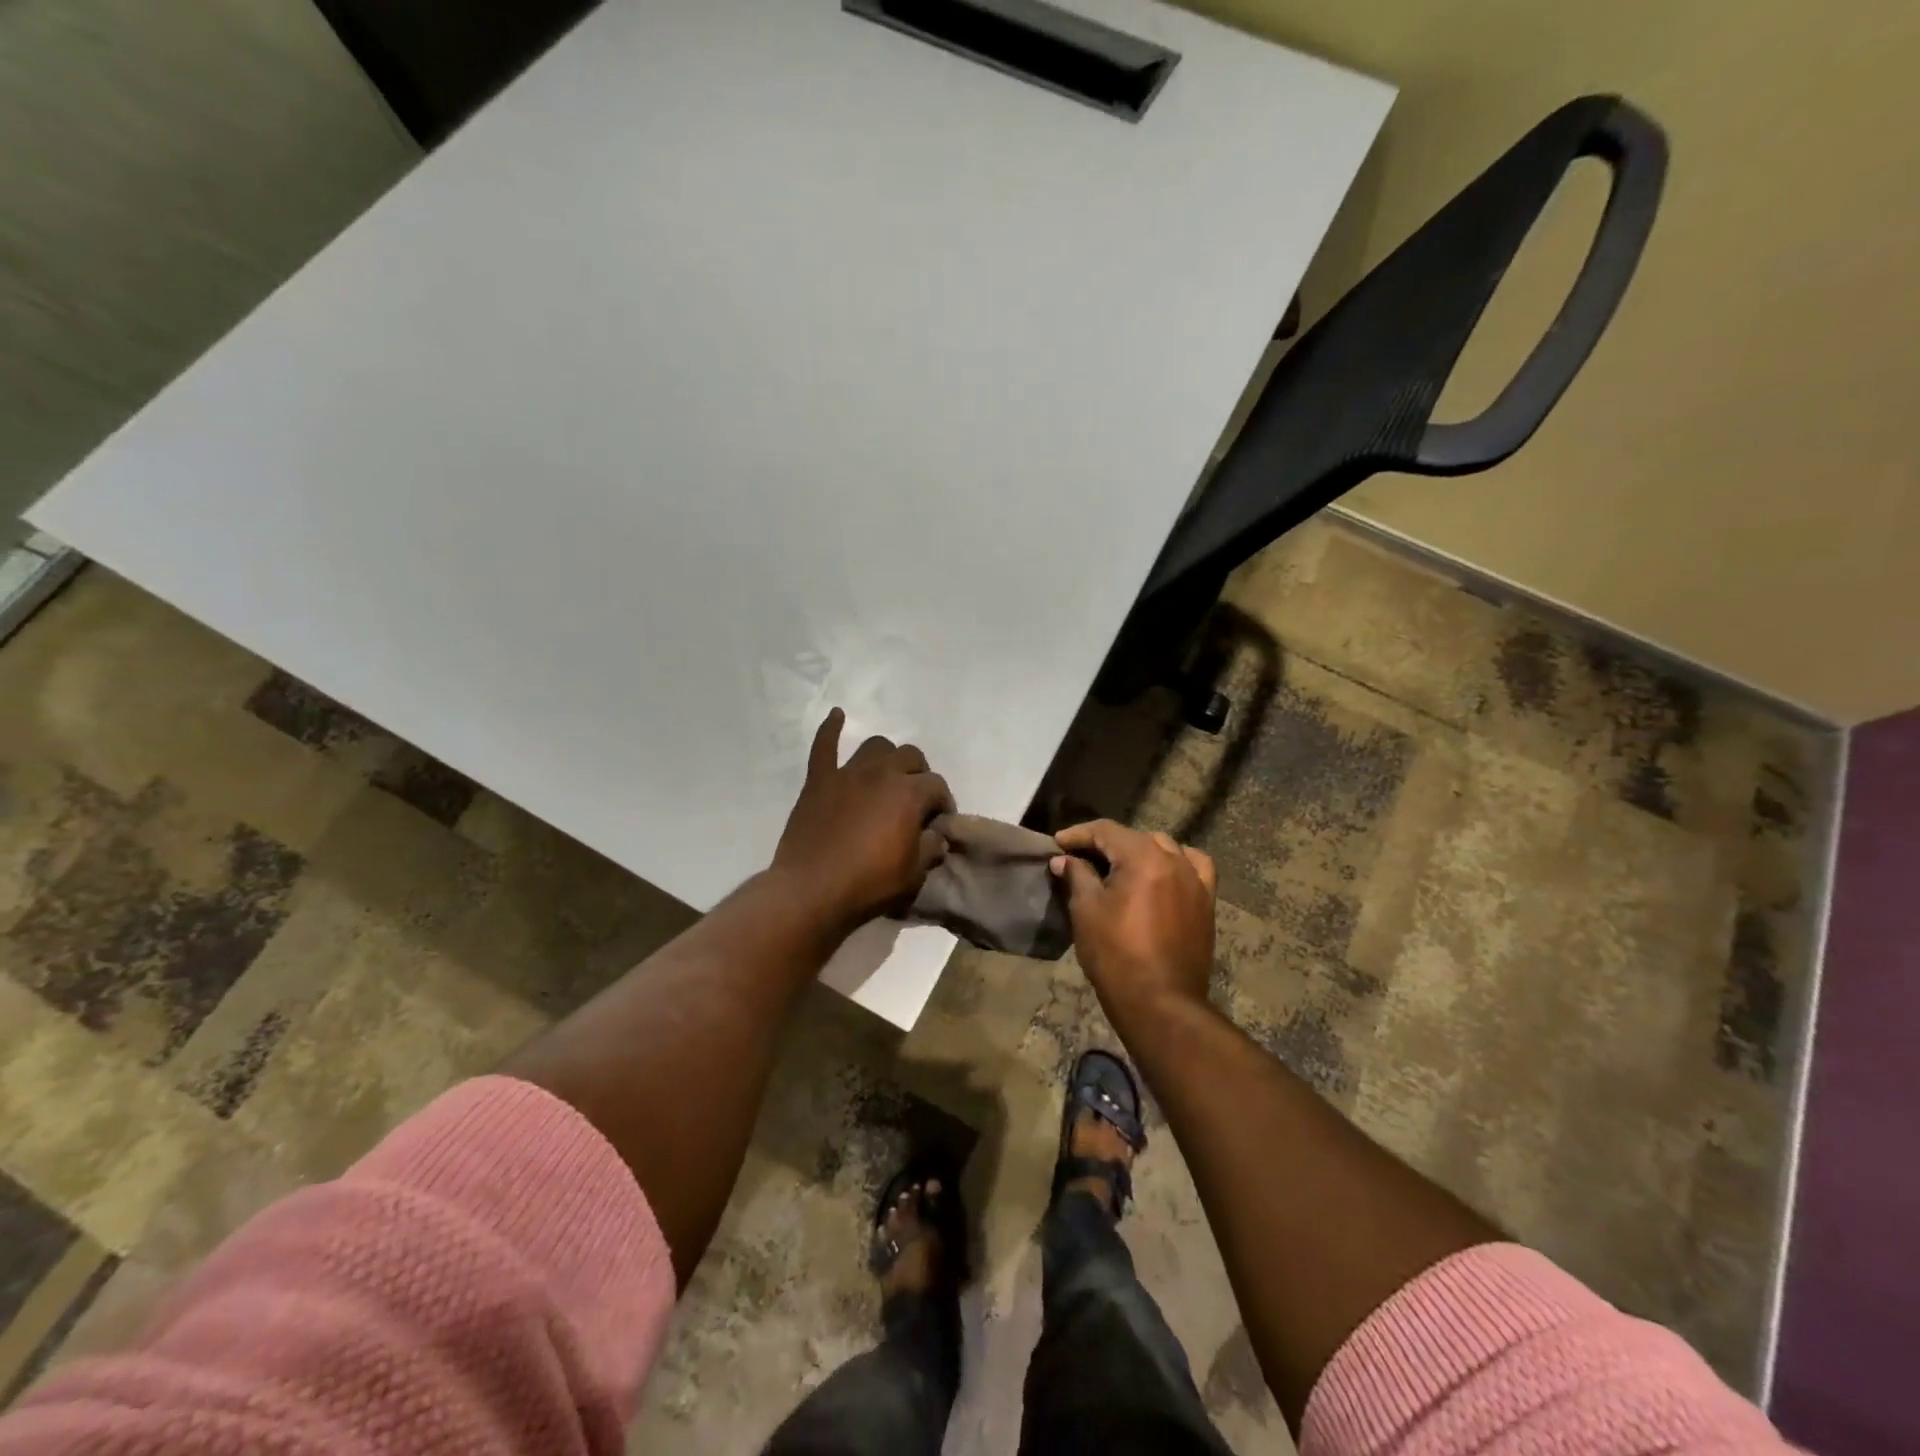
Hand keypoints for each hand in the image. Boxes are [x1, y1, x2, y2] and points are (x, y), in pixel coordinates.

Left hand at [771, 708, 953, 932]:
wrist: (811, 891)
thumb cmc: (869, 885)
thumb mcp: (914, 874)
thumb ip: (930, 848)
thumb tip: (937, 836)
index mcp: (909, 793)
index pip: (937, 786)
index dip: (943, 803)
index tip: (939, 822)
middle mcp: (881, 773)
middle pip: (911, 757)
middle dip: (920, 774)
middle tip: (916, 800)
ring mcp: (847, 773)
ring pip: (875, 746)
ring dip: (887, 757)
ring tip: (888, 775)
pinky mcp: (819, 781)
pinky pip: (824, 746)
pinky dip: (830, 729)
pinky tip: (837, 715)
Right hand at [1049, 820, 1216, 1021]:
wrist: (1160, 1002)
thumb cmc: (1115, 954)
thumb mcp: (1086, 910)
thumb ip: (1076, 875)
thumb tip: (1064, 859)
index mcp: (1143, 857)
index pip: (1106, 830)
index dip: (1078, 834)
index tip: (1057, 843)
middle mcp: (1174, 860)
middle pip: (1135, 837)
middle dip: (1106, 843)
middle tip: (1081, 858)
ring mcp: (1195, 880)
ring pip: (1165, 848)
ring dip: (1139, 851)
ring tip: (1119, 867)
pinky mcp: (1206, 902)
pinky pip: (1193, 867)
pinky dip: (1176, 862)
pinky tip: (1163, 873)